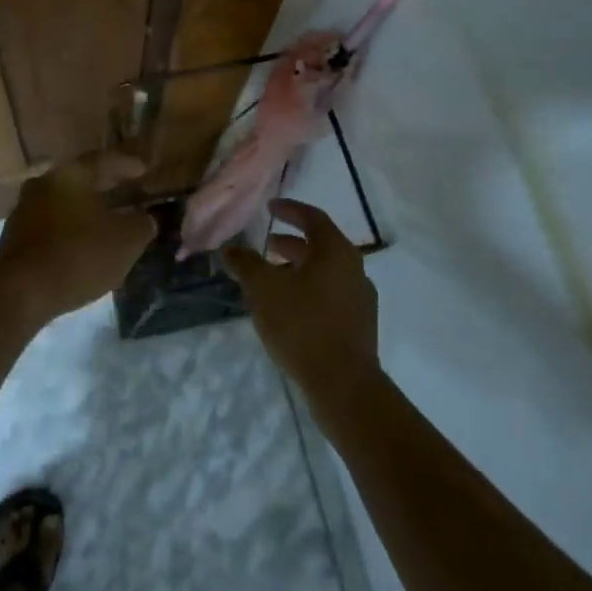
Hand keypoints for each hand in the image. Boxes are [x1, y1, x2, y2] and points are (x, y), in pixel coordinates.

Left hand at [0, 151, 155, 326]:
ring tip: (109, 219)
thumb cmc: (78, 256)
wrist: (20, 294)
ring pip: (65, 202)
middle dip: (107, 186)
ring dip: (88, 209)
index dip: (128, 165)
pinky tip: (84, 242)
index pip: (104, 160)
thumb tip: (146, 218)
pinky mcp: (15, 237)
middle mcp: (43, 184)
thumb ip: (142, 224)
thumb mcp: (126, 241)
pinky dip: (71, 228)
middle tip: (130, 191)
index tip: (144, 170)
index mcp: (70, 175)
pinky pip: (52, 224)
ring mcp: (24, 210)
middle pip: (82, 180)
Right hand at [225, 199, 379, 419]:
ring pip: (326, 273)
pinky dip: (308, 290)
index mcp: (336, 252)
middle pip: (321, 246)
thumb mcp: (264, 289)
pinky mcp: (359, 325)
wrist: (343, 383)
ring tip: (272, 279)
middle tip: (268, 244)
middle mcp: (354, 269)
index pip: (313, 218)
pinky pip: (330, 295)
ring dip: (299, 269)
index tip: (270, 207)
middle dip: (292, 242)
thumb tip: (230, 249)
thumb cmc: (302, 324)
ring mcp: (360, 299)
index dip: (290, 210)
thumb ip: (246, 264)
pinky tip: (288, 309)